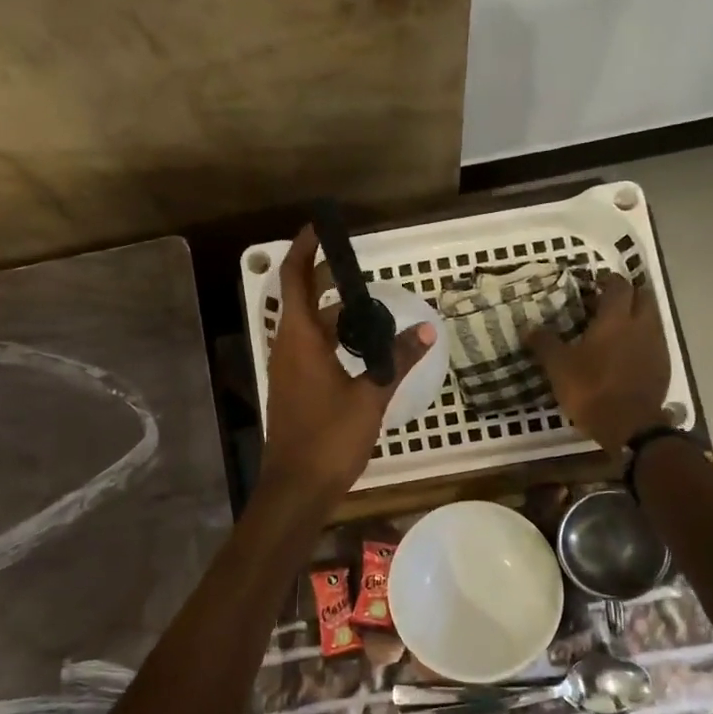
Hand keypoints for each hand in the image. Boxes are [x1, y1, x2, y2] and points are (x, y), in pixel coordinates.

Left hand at [260, 227, 435, 506]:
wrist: (298, 487)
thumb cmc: (330, 438)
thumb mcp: (371, 395)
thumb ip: (396, 359)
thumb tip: (424, 329)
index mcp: (300, 340)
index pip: (295, 280)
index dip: (303, 249)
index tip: (318, 226)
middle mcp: (287, 348)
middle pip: (299, 299)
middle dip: (323, 278)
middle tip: (356, 268)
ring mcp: (288, 369)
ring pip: (306, 327)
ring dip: (331, 312)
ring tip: (369, 309)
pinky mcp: (294, 388)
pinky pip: (309, 348)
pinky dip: (330, 337)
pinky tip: (359, 349)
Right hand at [528, 273, 669, 450]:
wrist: (629, 426)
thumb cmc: (591, 389)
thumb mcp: (559, 367)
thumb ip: (545, 343)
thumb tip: (528, 328)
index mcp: (615, 319)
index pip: (618, 286)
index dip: (607, 280)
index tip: (594, 284)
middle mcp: (641, 325)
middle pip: (643, 296)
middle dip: (627, 294)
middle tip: (607, 303)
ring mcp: (657, 345)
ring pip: (652, 318)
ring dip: (637, 316)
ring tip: (615, 329)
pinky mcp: (664, 366)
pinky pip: (654, 341)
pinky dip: (642, 340)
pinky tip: (626, 354)